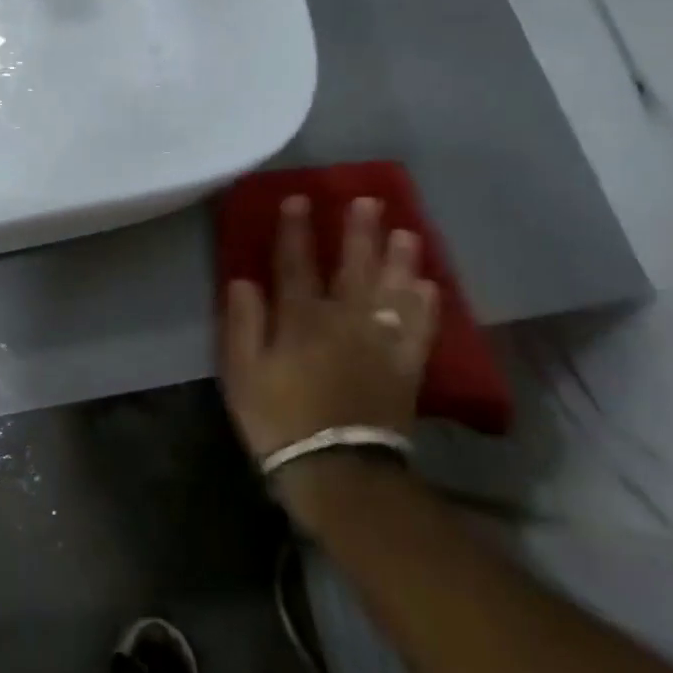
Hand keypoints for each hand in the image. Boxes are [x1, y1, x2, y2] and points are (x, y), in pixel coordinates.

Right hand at [218, 195, 438, 462]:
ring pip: (392, 292)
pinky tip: (430, 287)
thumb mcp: (241, 372)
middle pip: (353, 268)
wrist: (338, 474)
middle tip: (369, 201)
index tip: (299, 198)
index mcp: (300, 318)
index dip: (296, 229)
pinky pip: (420, 332)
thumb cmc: (279, 419)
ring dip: (400, 260)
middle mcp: (343, 321)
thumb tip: (243, 280)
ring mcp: (379, 344)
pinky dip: (426, 308)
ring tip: (407, 232)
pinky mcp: (404, 370)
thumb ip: (242, 323)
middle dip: (359, 233)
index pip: (296, 262)